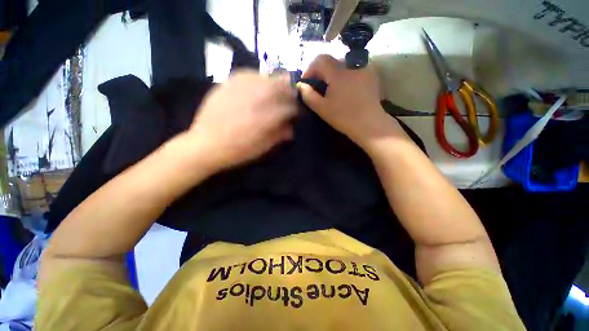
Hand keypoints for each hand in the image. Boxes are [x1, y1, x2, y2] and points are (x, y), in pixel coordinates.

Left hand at [186, 70, 296, 172]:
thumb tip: (291, 128)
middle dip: (289, 92)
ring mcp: (242, 88)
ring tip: (277, 89)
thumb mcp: (263, 148)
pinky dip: (258, 78)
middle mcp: (258, 98)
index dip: (296, 110)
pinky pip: (248, 74)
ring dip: (276, 83)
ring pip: (267, 77)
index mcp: (268, 117)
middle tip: (290, 97)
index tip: (296, 113)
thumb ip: (279, 135)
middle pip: (281, 87)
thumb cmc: (238, 150)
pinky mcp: (228, 83)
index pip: (290, 107)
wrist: (206, 144)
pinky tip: (258, 84)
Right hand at [298, 55, 404, 148]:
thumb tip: (300, 85)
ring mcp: (363, 68)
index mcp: (338, 72)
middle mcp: (351, 64)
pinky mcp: (371, 74)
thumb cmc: (343, 117)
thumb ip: (308, 95)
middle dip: (321, 72)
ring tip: (332, 88)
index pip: (319, 60)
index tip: (307, 83)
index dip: (310, 69)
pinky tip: (346, 88)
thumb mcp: (322, 108)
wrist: (369, 124)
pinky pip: (354, 68)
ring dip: (334, 73)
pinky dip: (346, 75)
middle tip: (318, 86)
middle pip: (331, 61)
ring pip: (343, 64)